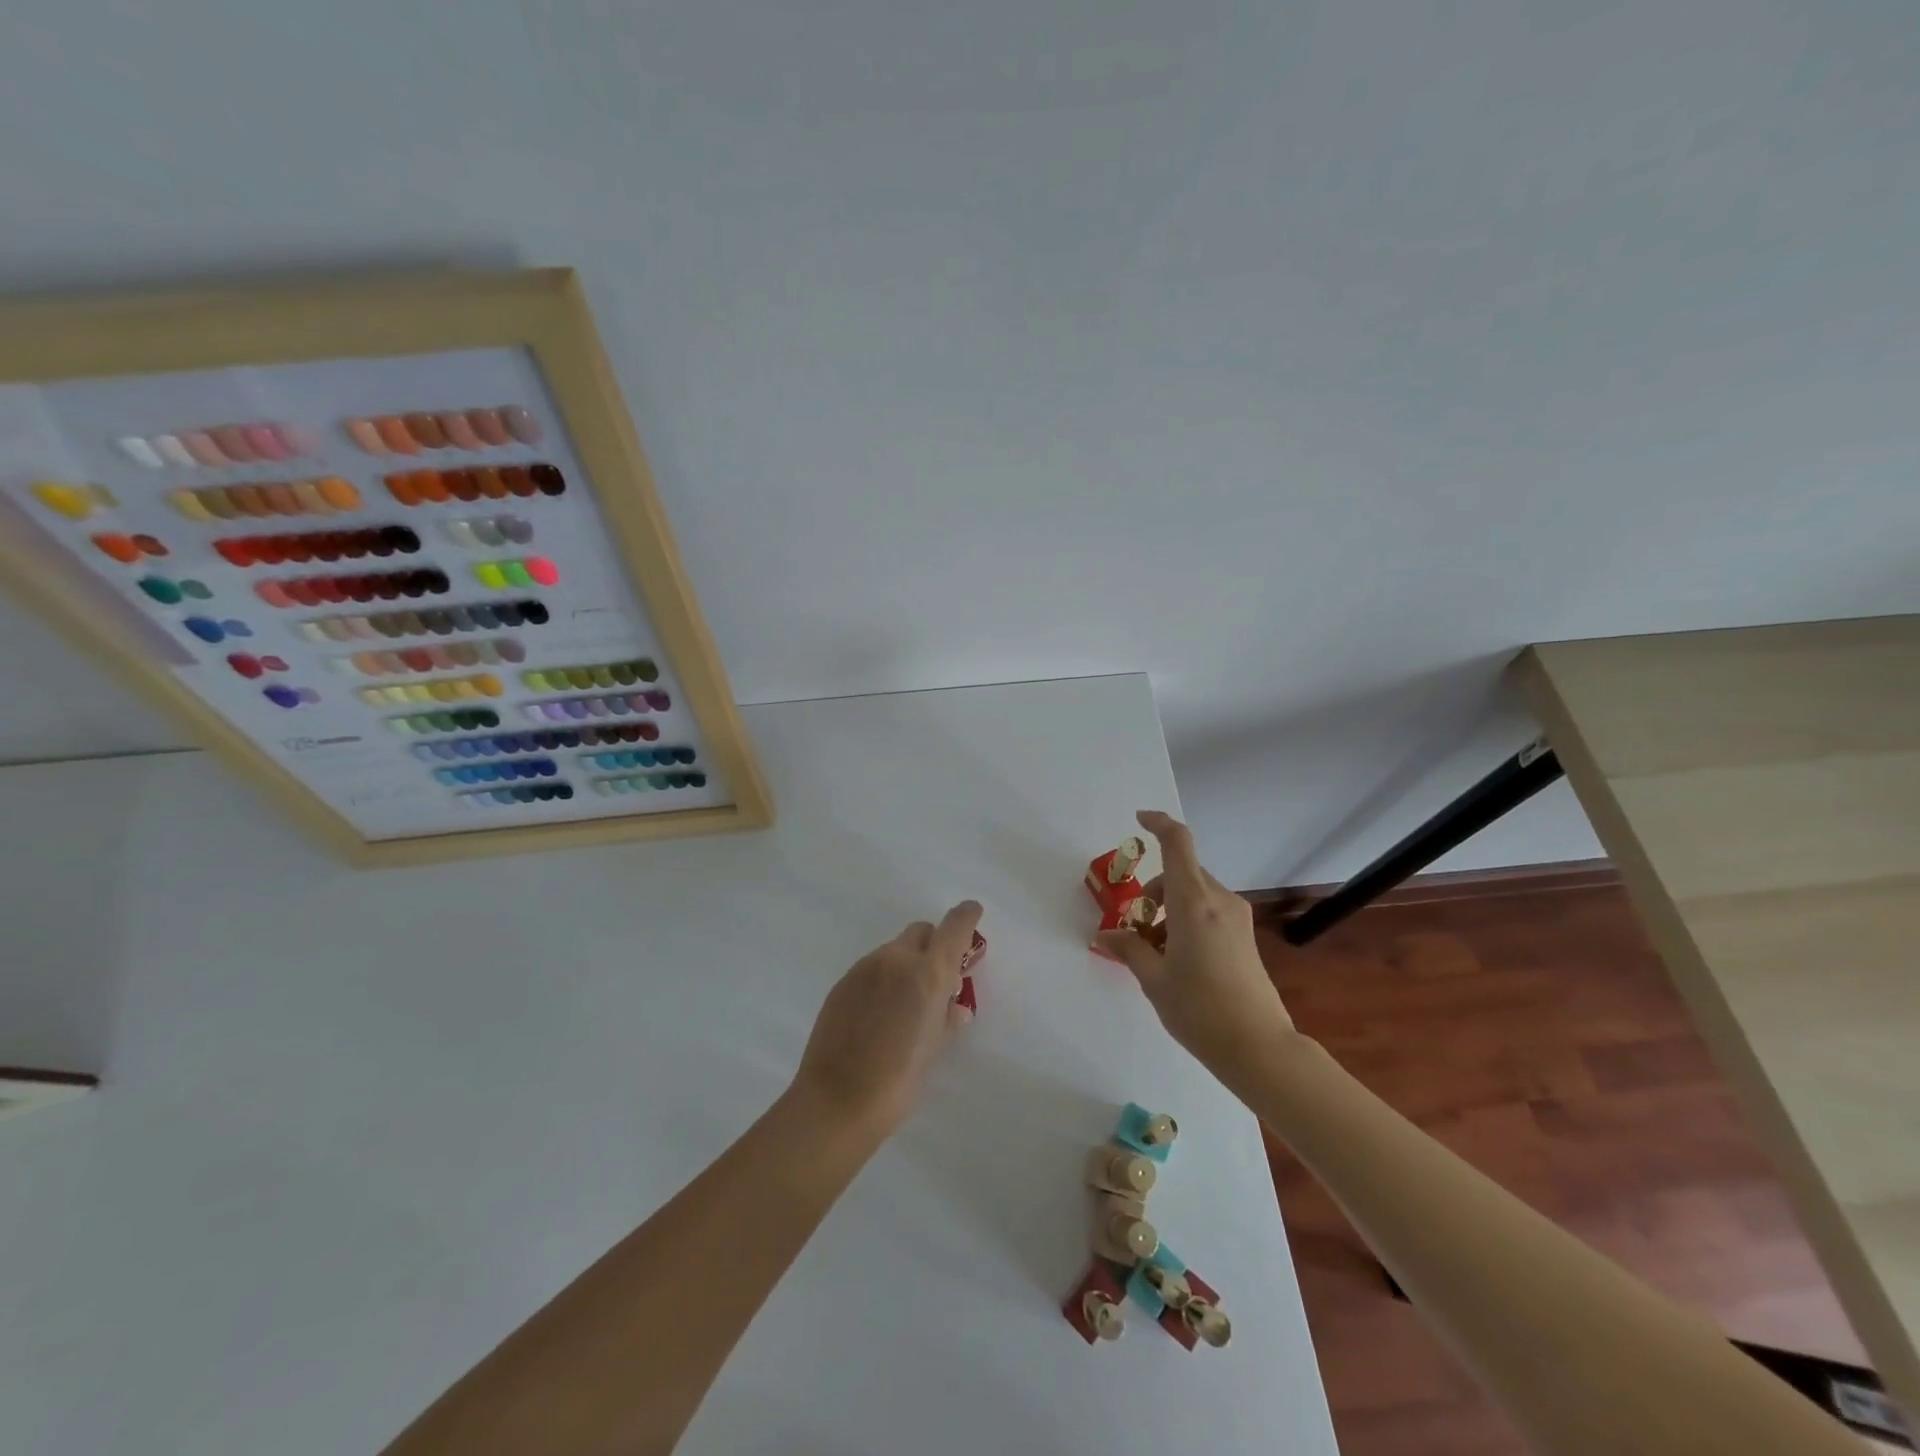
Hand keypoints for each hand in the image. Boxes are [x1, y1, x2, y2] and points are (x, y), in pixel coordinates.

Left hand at [791, 900, 981, 1136]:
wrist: (837, 1100)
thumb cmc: (898, 1080)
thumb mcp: (934, 1048)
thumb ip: (946, 1017)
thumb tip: (953, 1007)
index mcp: (927, 973)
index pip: (953, 928)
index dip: (966, 917)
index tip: (972, 912)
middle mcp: (896, 960)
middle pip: (921, 932)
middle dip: (933, 945)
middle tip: (937, 978)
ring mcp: (864, 969)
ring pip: (894, 951)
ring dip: (906, 964)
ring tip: (904, 1005)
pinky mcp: (842, 983)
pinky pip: (872, 968)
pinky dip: (883, 979)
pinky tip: (878, 1014)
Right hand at [1096, 811, 1298, 1086]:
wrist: (1258, 1047)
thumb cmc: (1199, 1010)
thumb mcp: (1153, 980)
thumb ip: (1129, 949)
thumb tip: (1108, 935)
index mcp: (1193, 902)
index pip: (1177, 844)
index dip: (1159, 823)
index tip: (1139, 819)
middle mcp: (1218, 900)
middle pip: (1180, 873)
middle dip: (1152, 892)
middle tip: (1136, 930)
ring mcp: (1236, 917)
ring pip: (1194, 893)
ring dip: (1169, 909)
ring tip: (1155, 952)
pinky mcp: (1244, 935)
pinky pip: (1208, 910)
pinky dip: (1186, 920)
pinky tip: (1178, 959)